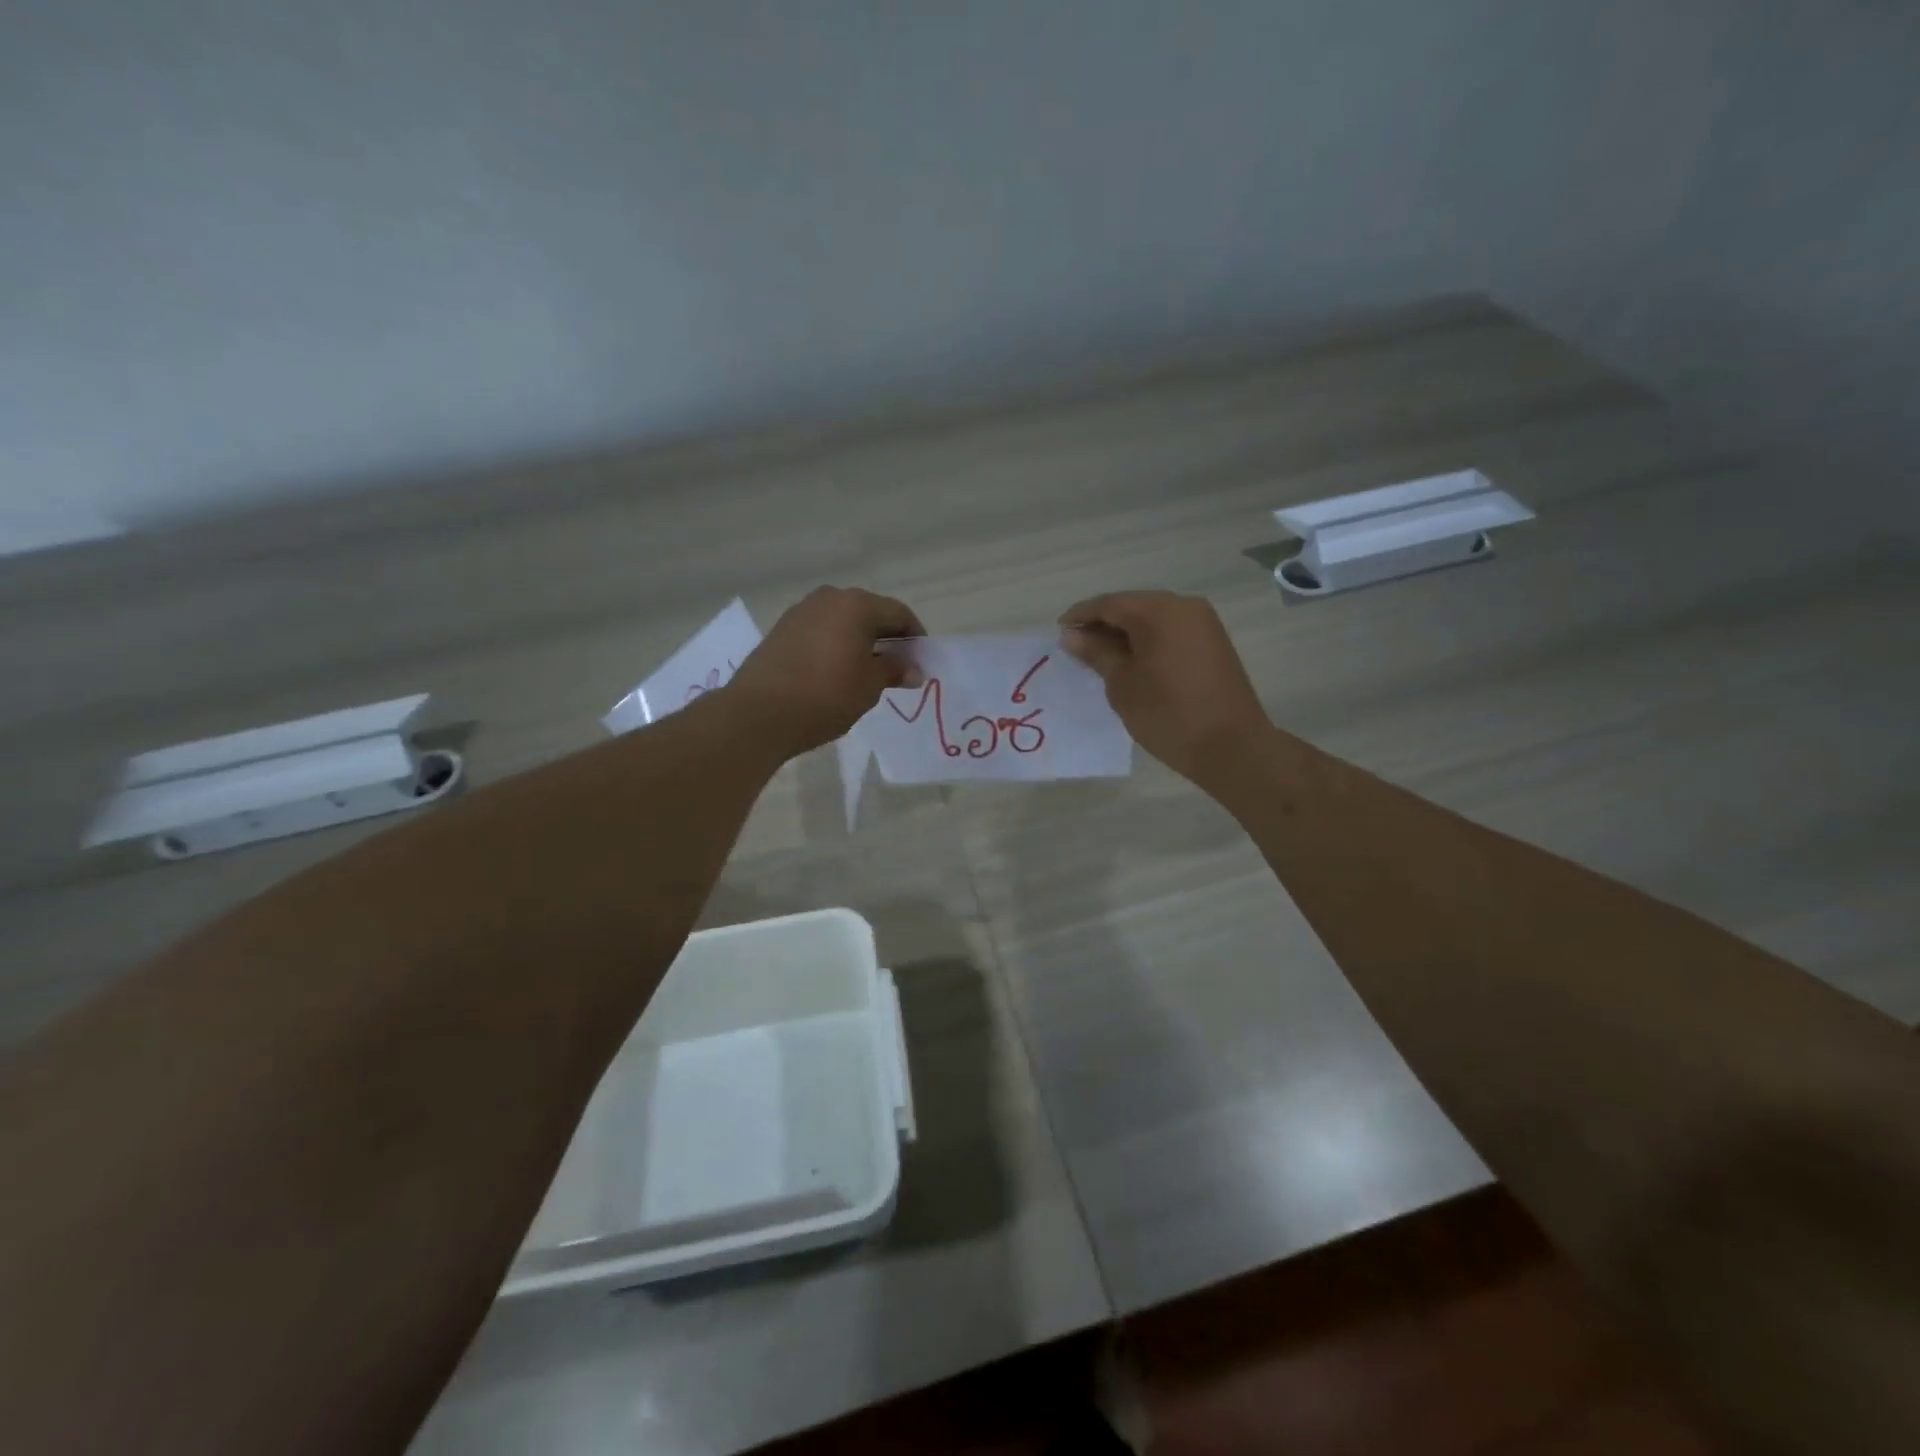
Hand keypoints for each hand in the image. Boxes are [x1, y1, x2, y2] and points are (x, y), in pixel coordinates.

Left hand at [725, 586, 925, 755]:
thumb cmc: (827, 695)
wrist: (759, 713)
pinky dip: (835, 646)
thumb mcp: (870, 685)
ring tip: (867, 672)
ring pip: (842, 621)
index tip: (921, 661)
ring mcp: (800, 612)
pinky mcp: (780, 631)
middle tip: (897, 667)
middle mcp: (828, 598)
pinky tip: (836, 672)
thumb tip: (914, 669)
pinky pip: (820, 632)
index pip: (898, 613)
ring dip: (859, 641)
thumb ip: (894, 670)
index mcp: (856, 604)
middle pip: (869, 612)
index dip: (915, 636)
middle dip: (887, 637)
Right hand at [1058, 591, 1270, 787]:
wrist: (1232, 746)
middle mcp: (1184, 606)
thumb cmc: (1168, 714)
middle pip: (1132, 606)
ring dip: (1125, 635)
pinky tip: (1132, 664)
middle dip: (1102, 625)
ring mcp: (1203, 623)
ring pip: (1152, 619)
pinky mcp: (1213, 643)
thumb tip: (1071, 635)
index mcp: (1159, 610)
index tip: (1058, 633)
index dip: (1080, 616)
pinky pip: (1170, 632)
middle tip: (1077, 649)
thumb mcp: (1122, 684)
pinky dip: (1147, 642)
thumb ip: (1096, 653)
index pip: (1109, 603)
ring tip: (1101, 659)